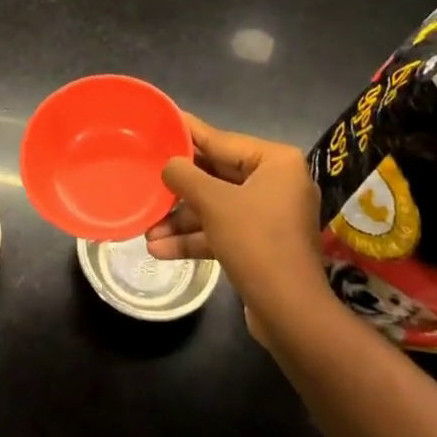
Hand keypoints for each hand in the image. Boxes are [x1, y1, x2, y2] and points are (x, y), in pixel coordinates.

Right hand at [148, 113, 326, 318]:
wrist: (290, 313)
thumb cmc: (256, 242)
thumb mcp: (214, 202)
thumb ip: (185, 176)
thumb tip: (169, 165)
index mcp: (276, 162)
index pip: (222, 140)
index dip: (188, 133)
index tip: (163, 123)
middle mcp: (277, 183)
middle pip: (217, 175)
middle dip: (180, 188)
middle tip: (146, 175)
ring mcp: (271, 216)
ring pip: (217, 207)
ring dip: (183, 219)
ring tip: (146, 228)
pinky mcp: (262, 246)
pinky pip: (223, 231)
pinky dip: (196, 238)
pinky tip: (160, 249)